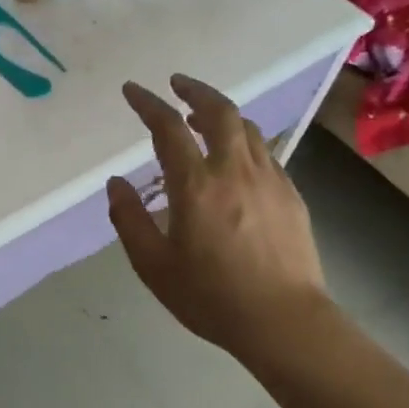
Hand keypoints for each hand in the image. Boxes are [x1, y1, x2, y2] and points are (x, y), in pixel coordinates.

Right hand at [106, 75, 329, 356]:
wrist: (285, 323)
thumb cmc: (211, 296)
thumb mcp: (153, 265)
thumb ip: (129, 219)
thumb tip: (117, 183)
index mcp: (196, 185)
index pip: (168, 127)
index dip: (148, 103)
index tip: (132, 90)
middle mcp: (234, 171)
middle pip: (219, 111)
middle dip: (195, 90)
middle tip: (177, 84)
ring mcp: (269, 180)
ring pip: (247, 128)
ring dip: (221, 113)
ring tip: (202, 117)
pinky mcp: (291, 196)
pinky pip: (264, 152)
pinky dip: (243, 140)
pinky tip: (235, 158)